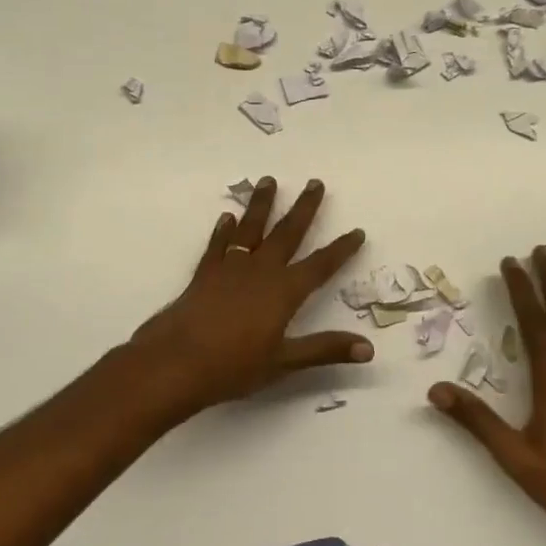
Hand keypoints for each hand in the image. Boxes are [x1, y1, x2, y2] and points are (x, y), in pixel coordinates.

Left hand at [130, 177, 372, 413]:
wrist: (176, 362)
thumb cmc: (233, 366)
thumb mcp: (284, 362)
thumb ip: (325, 349)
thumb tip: (368, 349)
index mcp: (284, 291)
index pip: (321, 265)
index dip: (341, 249)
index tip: (357, 231)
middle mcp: (261, 271)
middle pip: (287, 233)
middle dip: (304, 208)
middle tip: (315, 182)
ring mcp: (230, 268)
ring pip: (251, 228)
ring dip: (262, 204)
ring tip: (269, 180)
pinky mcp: (205, 274)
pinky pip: (219, 244)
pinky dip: (225, 230)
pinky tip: (228, 218)